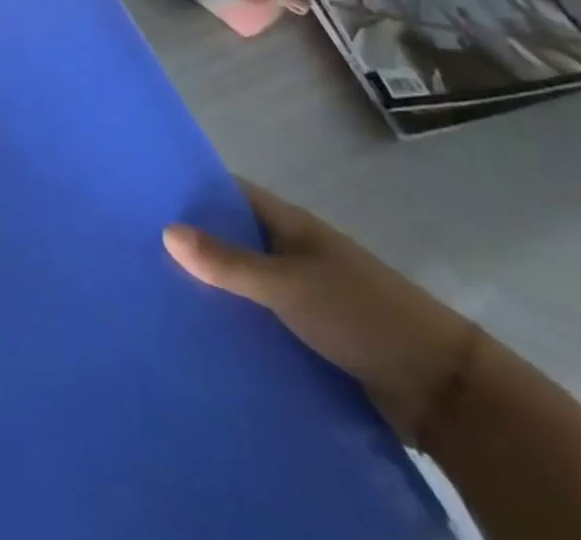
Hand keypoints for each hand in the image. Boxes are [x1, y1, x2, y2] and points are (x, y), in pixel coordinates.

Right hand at [163, 182, 474, 442]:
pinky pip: (261, 317)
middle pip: (232, 236)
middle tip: (137, 247)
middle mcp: (292, 251)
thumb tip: (165, 230)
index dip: (190, 189)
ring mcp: (303, 292)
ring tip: (156, 291)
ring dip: (213, 287)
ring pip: (244, 280)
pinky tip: (202, 332)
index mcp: (289, 223)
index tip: (144, 194)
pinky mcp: (311, 332)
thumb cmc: (361, 314)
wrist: (443, 390)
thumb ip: (228, 262)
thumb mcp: (288, 285)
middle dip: (192, 241)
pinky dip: (236, 321)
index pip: (229, 193)